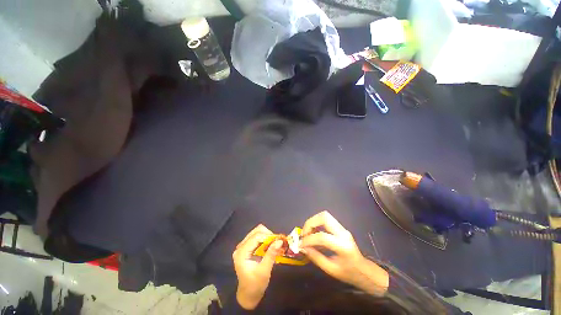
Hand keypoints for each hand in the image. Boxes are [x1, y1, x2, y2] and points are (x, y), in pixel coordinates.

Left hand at [233, 224, 283, 309]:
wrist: (248, 294)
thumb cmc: (255, 285)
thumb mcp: (265, 271)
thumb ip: (271, 254)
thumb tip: (280, 241)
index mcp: (242, 253)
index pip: (255, 237)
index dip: (268, 235)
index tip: (278, 239)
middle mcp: (240, 247)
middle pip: (255, 232)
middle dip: (267, 234)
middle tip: (277, 241)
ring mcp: (243, 247)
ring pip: (256, 233)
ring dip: (266, 236)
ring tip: (274, 243)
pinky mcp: (246, 248)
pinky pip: (256, 238)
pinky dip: (264, 239)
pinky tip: (270, 245)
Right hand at [301, 211, 388, 295]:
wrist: (365, 271)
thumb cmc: (350, 274)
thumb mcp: (331, 270)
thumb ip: (316, 257)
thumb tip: (303, 248)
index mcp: (343, 246)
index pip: (322, 237)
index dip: (308, 240)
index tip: (300, 244)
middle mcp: (343, 233)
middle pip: (324, 217)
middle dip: (310, 223)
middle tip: (304, 234)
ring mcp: (342, 228)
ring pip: (325, 215)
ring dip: (313, 221)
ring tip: (307, 233)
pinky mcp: (340, 228)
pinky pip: (326, 220)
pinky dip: (317, 223)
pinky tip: (313, 233)